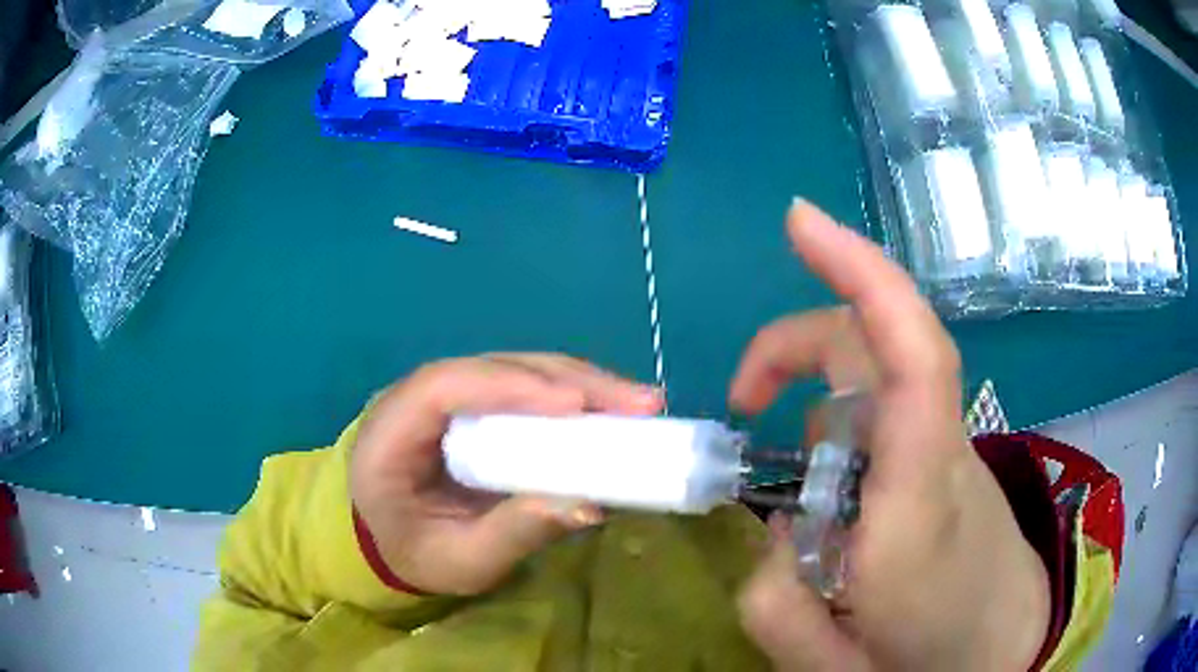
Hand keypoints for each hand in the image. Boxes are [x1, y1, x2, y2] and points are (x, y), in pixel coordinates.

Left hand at [350, 354, 661, 595]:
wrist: (394, 543)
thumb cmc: (416, 555)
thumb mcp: (461, 561)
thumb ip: (514, 534)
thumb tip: (589, 505)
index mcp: (390, 433)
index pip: (443, 386)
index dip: (510, 386)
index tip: (575, 406)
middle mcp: (416, 398)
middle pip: (493, 367)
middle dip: (567, 380)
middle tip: (638, 402)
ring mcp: (448, 396)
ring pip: (516, 369)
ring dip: (580, 382)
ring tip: (640, 403)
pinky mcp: (475, 405)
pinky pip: (525, 387)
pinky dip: (572, 395)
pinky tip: (611, 408)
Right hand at [731, 202, 1048, 670]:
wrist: (1007, 644)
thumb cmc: (936, 657)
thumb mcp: (834, 665)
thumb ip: (776, 608)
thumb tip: (767, 540)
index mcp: (917, 506)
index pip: (915, 360)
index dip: (864, 273)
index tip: (801, 220)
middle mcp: (937, 453)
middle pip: (873, 346)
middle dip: (793, 346)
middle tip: (745, 399)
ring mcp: (948, 443)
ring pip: (870, 381)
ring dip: (813, 409)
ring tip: (800, 498)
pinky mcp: (946, 450)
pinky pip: (883, 409)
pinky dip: (838, 430)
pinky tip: (835, 498)